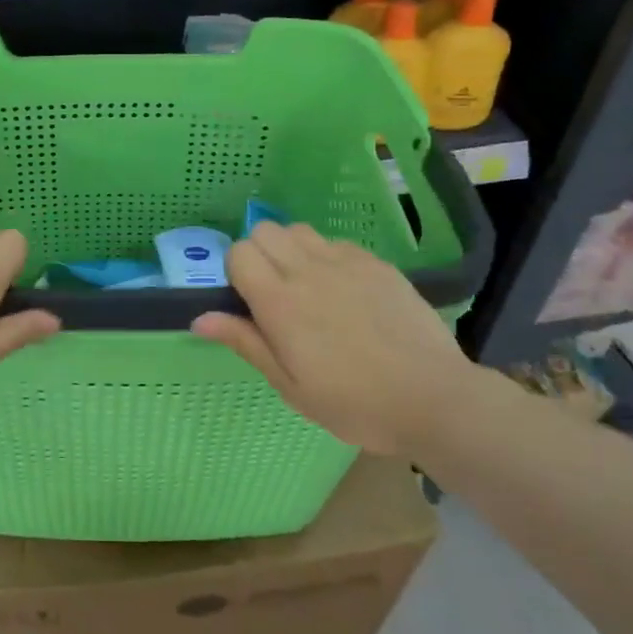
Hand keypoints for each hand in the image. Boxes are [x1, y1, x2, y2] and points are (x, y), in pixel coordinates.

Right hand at [191, 221, 475, 453]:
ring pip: (299, 230)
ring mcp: (346, 262)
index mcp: (280, 302)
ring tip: (306, 285)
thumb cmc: (354, 403)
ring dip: (291, 249)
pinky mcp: (377, 263)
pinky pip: (337, 243)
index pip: (239, 253)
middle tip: (273, 292)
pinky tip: (343, 289)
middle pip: (264, 230)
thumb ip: (245, 343)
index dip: (236, 272)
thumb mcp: (290, 386)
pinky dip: (327, 256)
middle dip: (258, 253)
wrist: (433, 398)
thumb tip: (199, 318)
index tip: (248, 301)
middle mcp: (308, 271)